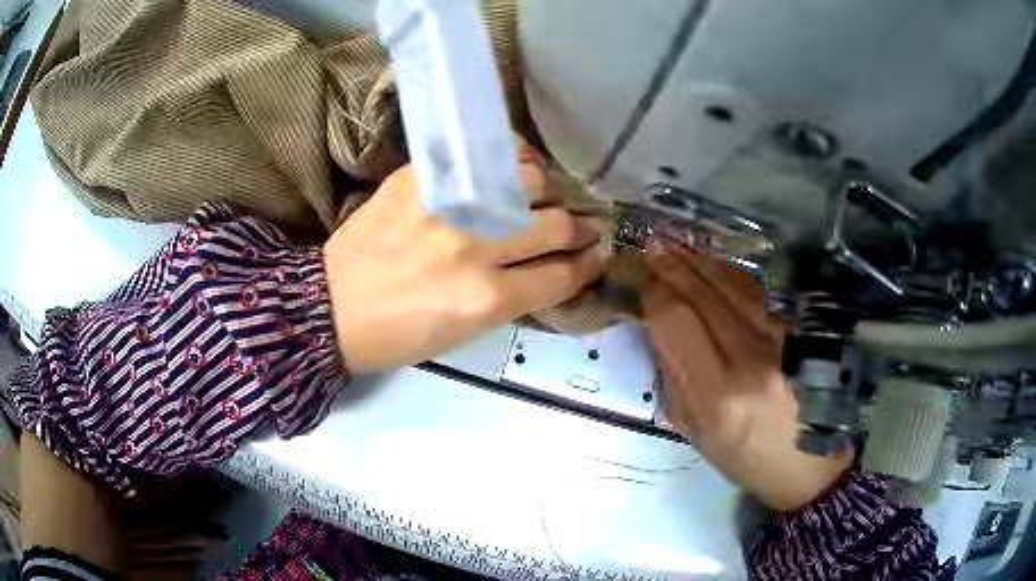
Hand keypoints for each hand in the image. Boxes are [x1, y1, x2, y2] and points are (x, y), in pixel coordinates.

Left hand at [324, 143, 606, 372]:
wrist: (332, 305)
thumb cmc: (398, 333)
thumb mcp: (462, 333)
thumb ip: (511, 297)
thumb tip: (550, 266)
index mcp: (485, 299)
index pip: (561, 275)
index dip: (587, 265)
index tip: (595, 254)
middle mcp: (475, 248)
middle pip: (556, 224)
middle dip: (581, 227)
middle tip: (583, 224)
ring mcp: (449, 206)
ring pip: (530, 180)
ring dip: (547, 190)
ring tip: (542, 195)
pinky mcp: (424, 177)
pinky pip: (486, 153)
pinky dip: (510, 159)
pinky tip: (512, 168)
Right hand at [641, 243, 852, 511]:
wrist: (808, 463)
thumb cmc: (746, 457)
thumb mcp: (696, 432)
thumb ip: (674, 378)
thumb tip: (658, 326)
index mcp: (718, 397)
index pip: (676, 322)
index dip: (654, 292)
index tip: (640, 278)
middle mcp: (752, 361)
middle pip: (703, 295)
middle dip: (672, 266)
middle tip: (651, 244)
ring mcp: (783, 341)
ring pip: (734, 285)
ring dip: (700, 261)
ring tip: (676, 245)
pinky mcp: (802, 332)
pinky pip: (759, 293)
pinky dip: (731, 273)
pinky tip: (713, 262)